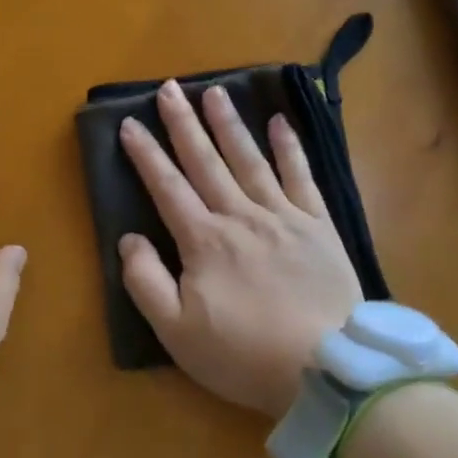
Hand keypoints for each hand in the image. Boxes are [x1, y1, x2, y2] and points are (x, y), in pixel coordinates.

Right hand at [118, 82, 362, 419]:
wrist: (327, 368)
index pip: (167, 187)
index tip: (129, 123)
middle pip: (205, 161)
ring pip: (249, 159)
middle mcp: (240, 216)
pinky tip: (280, 122)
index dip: (146, 154)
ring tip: (214, 91)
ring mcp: (282, 216)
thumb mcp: (177, 332)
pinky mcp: (317, 225)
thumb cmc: (244, 355)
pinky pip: (301, 177)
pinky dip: (290, 148)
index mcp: (204, 241)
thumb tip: (129, 238)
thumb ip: (146, 282)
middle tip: (169, 88)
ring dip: (229, 124)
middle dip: (183, 123)